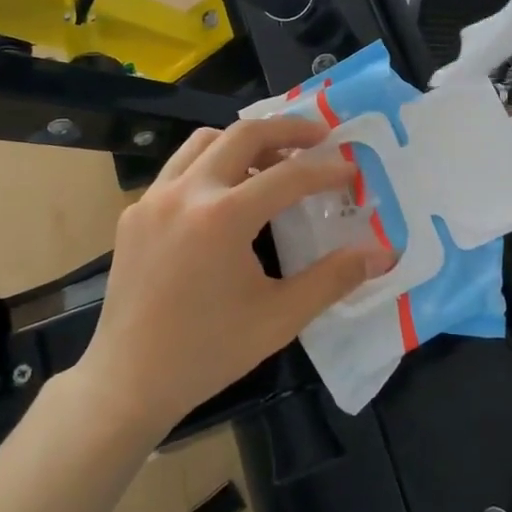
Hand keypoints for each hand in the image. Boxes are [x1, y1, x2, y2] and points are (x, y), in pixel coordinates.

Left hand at [80, 116, 395, 437]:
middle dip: (288, 129)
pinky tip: (227, 197)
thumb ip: (334, 279)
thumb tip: (383, 254)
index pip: (289, 176)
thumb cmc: (209, 353)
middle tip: (320, 137)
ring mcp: (153, 199)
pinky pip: (178, 168)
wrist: (128, 382)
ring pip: (204, 141)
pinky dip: (211, 165)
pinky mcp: (135, 213)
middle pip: (244, 134)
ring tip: (274, 161)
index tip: (352, 170)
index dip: (327, 170)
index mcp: (223, 217)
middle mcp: (186, 193)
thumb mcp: (280, 318)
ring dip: (244, 141)